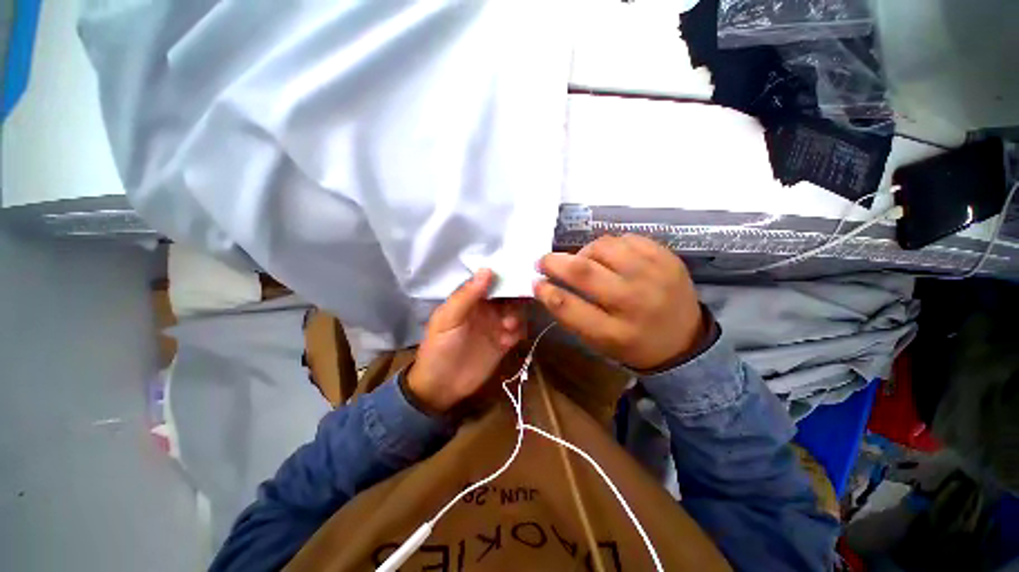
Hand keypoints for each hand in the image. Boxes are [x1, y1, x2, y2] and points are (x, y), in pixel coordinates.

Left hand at [408, 269, 524, 412]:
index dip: (503, 277)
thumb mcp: (448, 319)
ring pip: (516, 312)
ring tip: (507, 327)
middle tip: (512, 307)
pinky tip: (507, 342)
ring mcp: (496, 326)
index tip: (517, 275)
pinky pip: (519, 331)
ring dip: (517, 316)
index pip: (490, 281)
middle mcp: (486, 309)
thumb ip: (467, 296)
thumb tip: (487, 270)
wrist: (441, 387)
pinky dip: (518, 332)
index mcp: (470, 299)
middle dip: (514, 298)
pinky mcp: (504, 343)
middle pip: (507, 295)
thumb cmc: (439, 348)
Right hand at [533, 234, 704, 370]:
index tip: (536, 282)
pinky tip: (610, 258)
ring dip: (583, 252)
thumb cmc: (633, 344)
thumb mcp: (598, 342)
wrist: (684, 341)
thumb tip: (546, 284)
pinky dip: (610, 246)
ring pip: (603, 247)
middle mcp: (634, 302)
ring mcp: (653, 276)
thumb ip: (571, 314)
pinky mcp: (667, 258)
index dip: (546, 291)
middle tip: (543, 261)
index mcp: (614, 332)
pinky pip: (626, 239)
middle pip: (583, 271)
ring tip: (583, 261)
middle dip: (554, 262)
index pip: (568, 307)